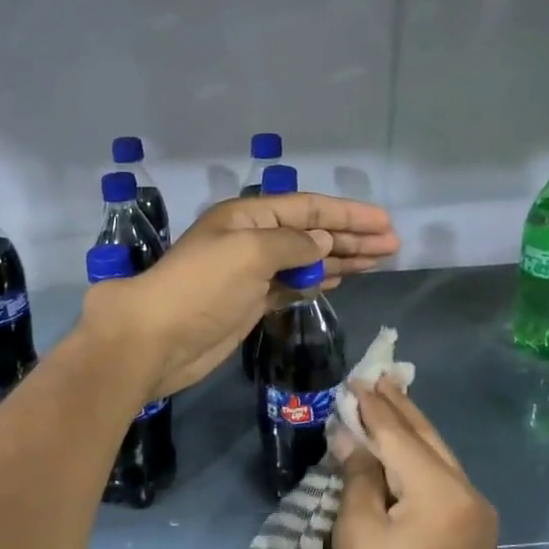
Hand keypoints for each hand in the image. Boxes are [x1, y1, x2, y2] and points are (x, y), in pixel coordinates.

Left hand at [81, 192, 397, 398]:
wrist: (157, 339)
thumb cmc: (201, 287)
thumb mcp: (250, 252)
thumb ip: (293, 244)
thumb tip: (324, 245)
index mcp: (248, 216)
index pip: (308, 209)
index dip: (348, 215)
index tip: (384, 223)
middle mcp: (252, 239)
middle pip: (311, 232)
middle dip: (351, 237)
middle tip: (392, 246)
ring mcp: (251, 273)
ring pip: (306, 259)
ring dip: (341, 259)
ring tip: (379, 260)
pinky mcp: (251, 303)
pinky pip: (293, 285)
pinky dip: (318, 281)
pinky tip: (341, 279)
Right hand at [334, 380, 499, 548]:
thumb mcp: (358, 531)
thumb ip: (357, 474)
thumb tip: (349, 434)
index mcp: (440, 490)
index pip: (399, 435)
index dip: (372, 407)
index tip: (354, 380)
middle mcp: (469, 492)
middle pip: (427, 438)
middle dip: (399, 407)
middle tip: (376, 376)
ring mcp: (477, 512)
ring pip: (439, 456)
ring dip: (411, 429)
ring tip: (388, 398)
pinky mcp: (475, 530)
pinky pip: (444, 479)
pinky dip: (420, 458)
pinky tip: (404, 446)